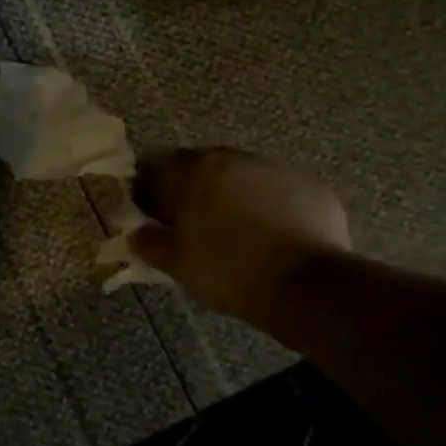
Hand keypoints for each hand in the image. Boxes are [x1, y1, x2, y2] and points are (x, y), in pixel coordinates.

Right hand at [130, 149, 351, 325]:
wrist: (305, 286)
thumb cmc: (229, 272)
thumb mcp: (178, 264)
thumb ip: (150, 243)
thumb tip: (135, 234)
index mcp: (196, 172)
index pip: (159, 170)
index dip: (151, 193)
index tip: (153, 216)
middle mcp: (235, 160)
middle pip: (203, 167)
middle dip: (193, 189)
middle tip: (192, 223)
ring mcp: (276, 169)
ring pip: (243, 176)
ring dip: (232, 194)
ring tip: (235, 230)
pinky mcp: (310, 186)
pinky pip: (278, 191)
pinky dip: (269, 205)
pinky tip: (271, 234)